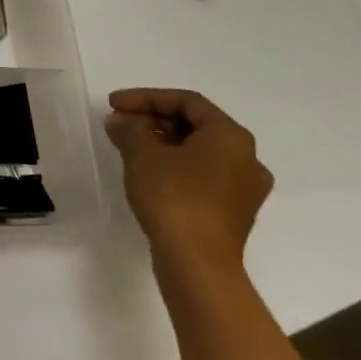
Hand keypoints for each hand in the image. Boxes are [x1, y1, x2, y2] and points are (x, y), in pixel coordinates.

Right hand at [106, 88, 272, 285]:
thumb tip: (121, 121)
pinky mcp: (233, 211)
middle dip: (154, 119)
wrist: (198, 262)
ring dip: (163, 142)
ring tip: (129, 147)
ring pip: (200, 151)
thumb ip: (129, 129)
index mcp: (230, 137)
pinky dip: (175, 165)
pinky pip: (203, 174)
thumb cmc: (174, 197)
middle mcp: (247, 158)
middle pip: (196, 125)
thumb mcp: (142, 154)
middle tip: (120, 124)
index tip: (113, 104)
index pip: (187, 102)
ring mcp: (244, 188)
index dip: (146, 97)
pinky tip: (149, 173)